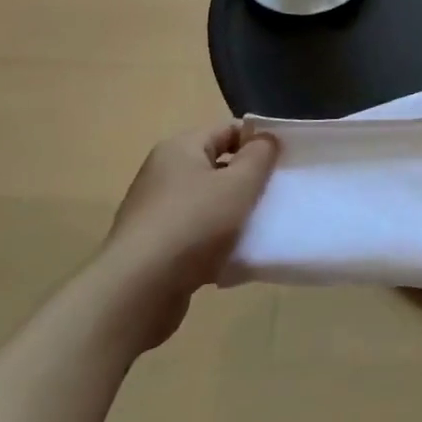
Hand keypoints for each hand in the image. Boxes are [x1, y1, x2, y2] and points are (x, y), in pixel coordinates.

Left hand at [96, 123, 278, 349]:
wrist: (137, 291)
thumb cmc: (194, 223)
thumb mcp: (240, 183)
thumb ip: (260, 155)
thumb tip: (265, 139)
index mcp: (179, 149)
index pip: (227, 130)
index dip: (258, 141)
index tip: (284, 161)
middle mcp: (162, 174)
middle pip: (217, 167)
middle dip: (247, 180)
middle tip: (276, 194)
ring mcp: (155, 213)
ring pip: (207, 203)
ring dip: (233, 214)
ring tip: (259, 227)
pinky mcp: (153, 248)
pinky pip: (195, 235)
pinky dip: (215, 242)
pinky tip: (234, 257)